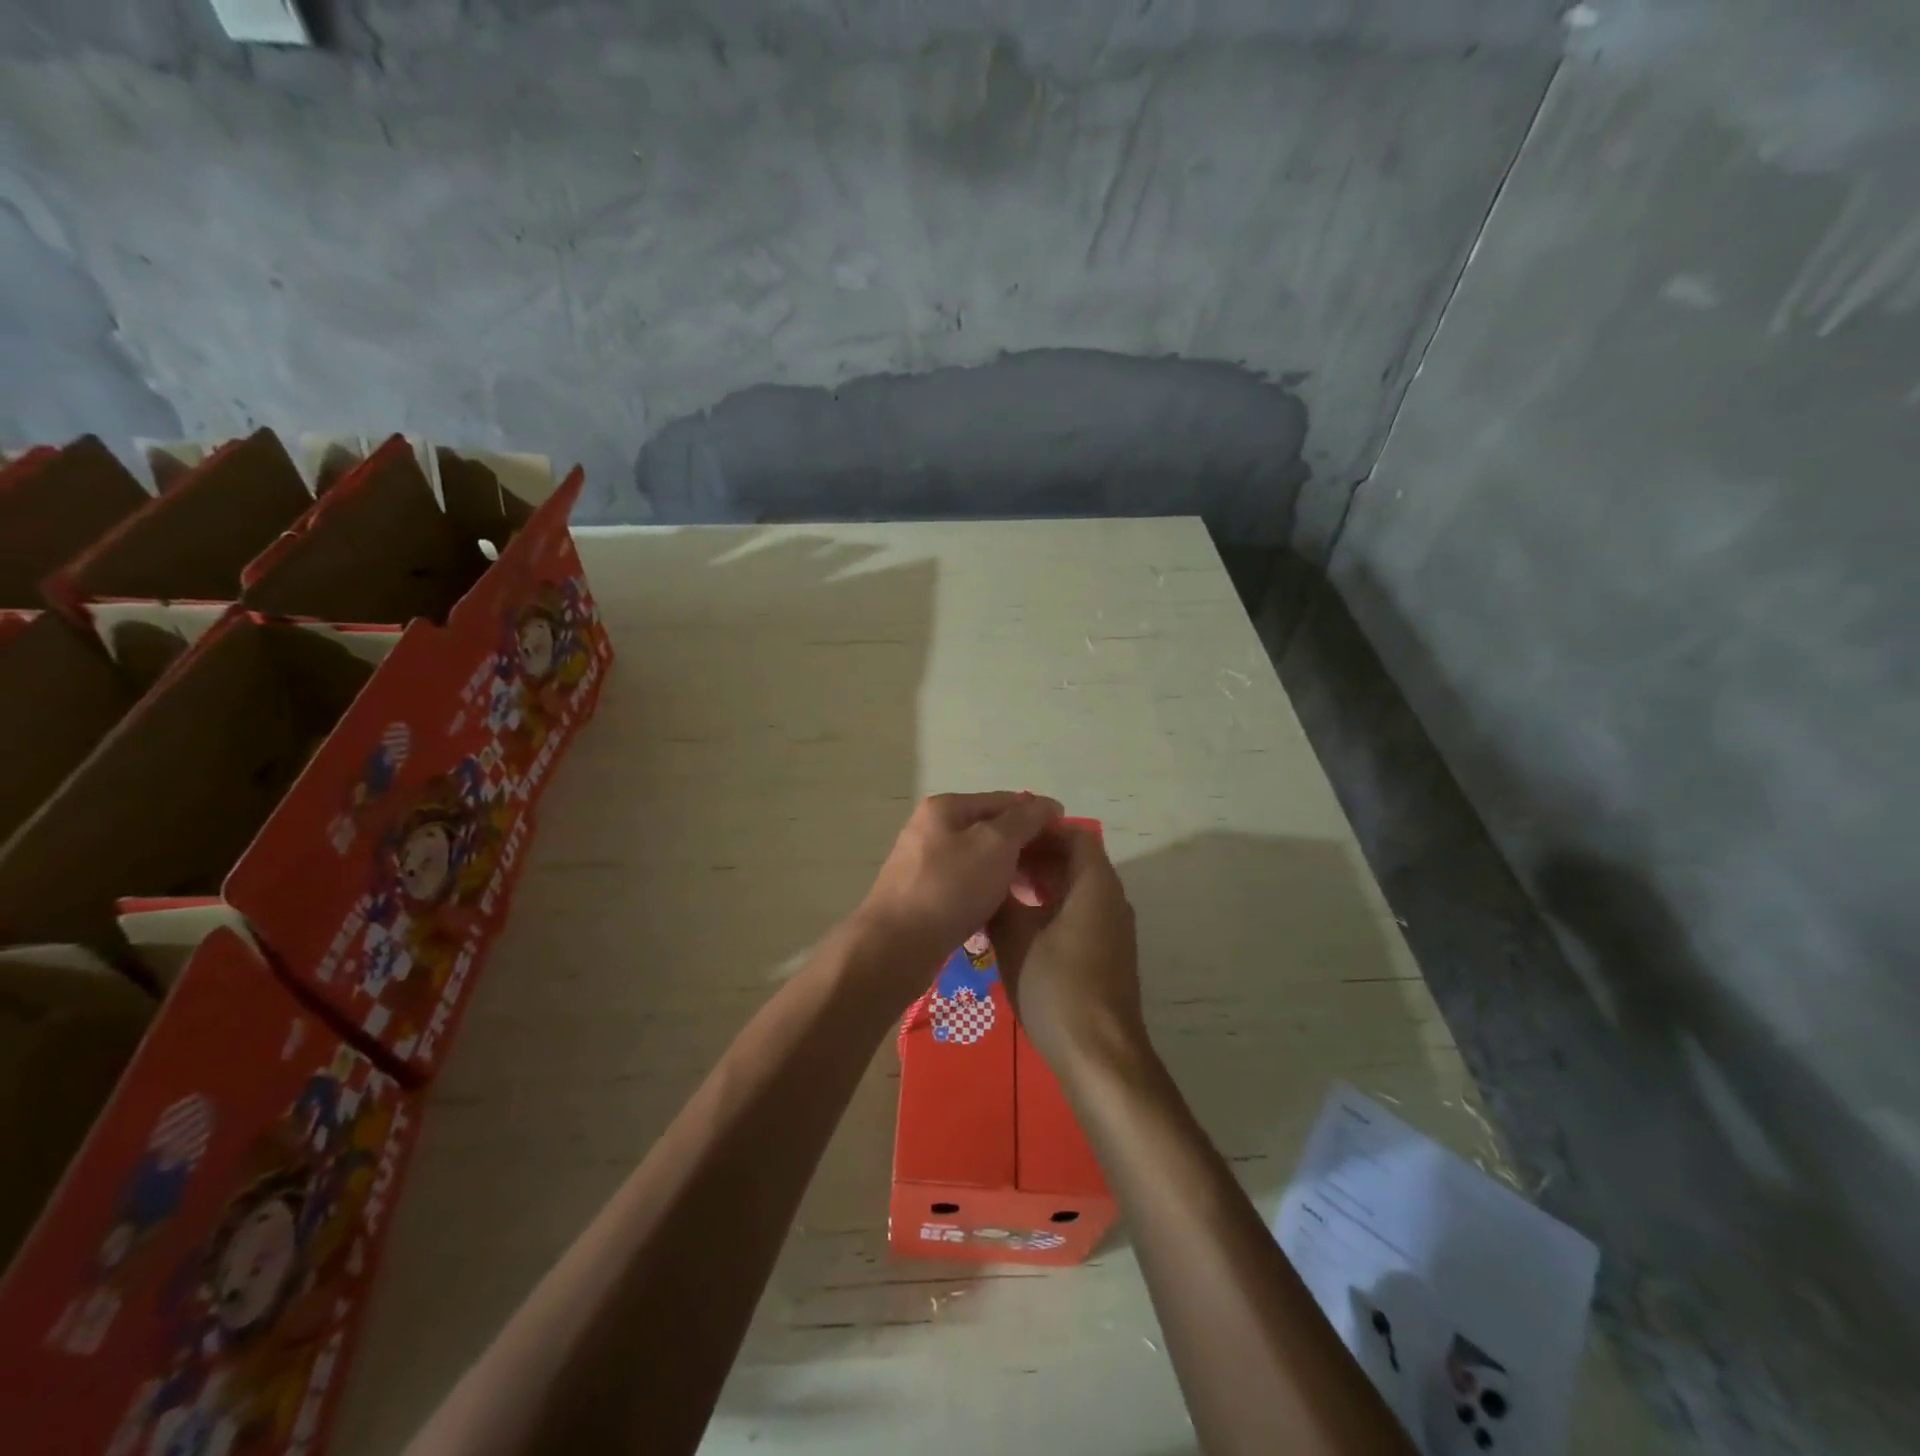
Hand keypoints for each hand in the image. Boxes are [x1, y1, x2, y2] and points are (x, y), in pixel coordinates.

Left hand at [852, 792, 1062, 994]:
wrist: (896, 946)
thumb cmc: (950, 887)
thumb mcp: (995, 844)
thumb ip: (1024, 820)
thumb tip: (1047, 805)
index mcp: (946, 808)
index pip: (1005, 801)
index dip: (1039, 816)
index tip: (1069, 838)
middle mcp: (932, 829)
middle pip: (992, 830)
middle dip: (1026, 847)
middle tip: (1056, 872)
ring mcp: (925, 864)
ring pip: (981, 861)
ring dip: (1011, 872)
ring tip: (1038, 893)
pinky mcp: (924, 897)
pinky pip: (967, 886)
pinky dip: (990, 893)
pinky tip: (1008, 911)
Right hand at [989, 823, 1144, 1068]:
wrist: (1100, 1055)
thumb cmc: (1057, 987)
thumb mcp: (1016, 939)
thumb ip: (1001, 900)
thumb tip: (989, 879)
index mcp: (1095, 885)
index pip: (1075, 835)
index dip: (1041, 831)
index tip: (1006, 837)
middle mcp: (1111, 899)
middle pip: (1077, 860)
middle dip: (1037, 856)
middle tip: (996, 863)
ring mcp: (1113, 928)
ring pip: (1077, 888)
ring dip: (1043, 882)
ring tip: (1002, 889)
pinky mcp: (1108, 953)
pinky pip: (1081, 912)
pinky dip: (1053, 906)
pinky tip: (1021, 924)